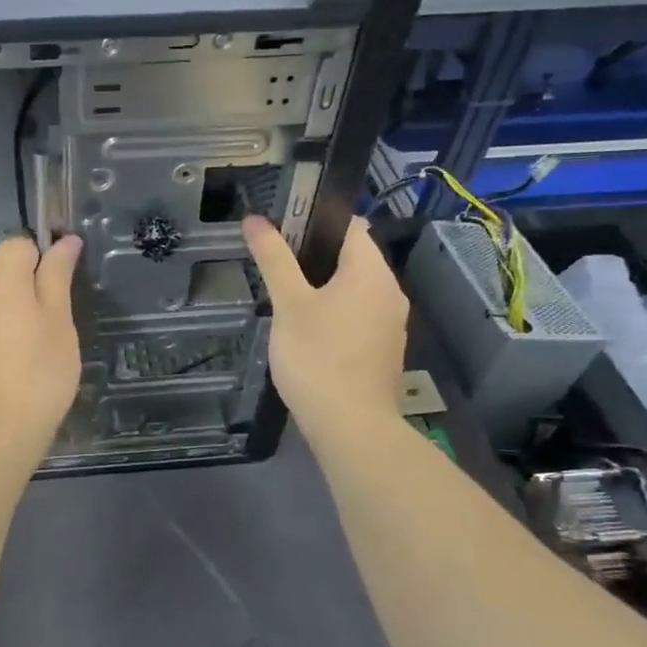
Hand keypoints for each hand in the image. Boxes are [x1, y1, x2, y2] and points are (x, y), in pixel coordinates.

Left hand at [0, 234, 82, 456]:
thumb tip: (65, 240)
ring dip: (15, 312)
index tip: (62, 290)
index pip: (20, 245)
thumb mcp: (60, 322)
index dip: (44, 258)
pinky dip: (0, 333)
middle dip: (30, 287)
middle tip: (55, 325)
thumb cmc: (39, 375)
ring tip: (36, 350)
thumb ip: (58, 276)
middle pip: (5, 271)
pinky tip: (14, 365)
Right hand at [241, 215, 407, 437]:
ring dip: (325, 287)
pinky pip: (359, 316)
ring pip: (356, 290)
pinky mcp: (385, 350)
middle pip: (353, 257)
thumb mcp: (288, 304)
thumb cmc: (317, 357)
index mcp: (371, 272)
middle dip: (315, 256)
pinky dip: (336, 314)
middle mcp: (390, 291)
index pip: (350, 225)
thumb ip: (274, 259)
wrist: (352, 428)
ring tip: (287, 299)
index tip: (283, 229)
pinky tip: (308, 333)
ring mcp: (391, 324)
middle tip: (276, 266)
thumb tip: (255, 219)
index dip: (316, 220)